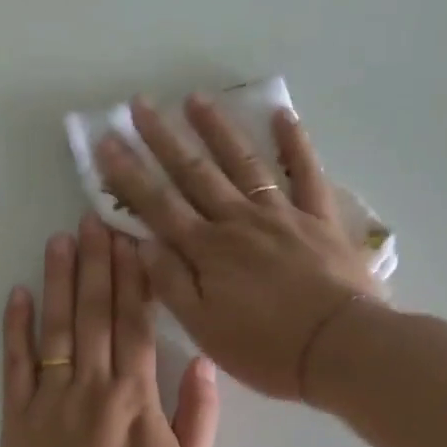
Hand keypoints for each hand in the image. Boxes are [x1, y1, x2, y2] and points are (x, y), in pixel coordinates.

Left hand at [1, 214, 219, 446]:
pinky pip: (15, 365)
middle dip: (96, 263)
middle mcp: (91, 387)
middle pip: (94, 314)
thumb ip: (199, 414)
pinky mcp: (16, 420)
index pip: (135, 323)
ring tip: (60, 240)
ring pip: (55, 328)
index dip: (133, 278)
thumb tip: (201, 359)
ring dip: (59, 281)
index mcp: (136, 397)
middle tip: (93, 219)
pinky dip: (15, 327)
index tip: (130, 239)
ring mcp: (49, 401)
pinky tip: (18, 293)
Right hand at [95, 95, 381, 400]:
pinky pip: (306, 172)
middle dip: (164, 138)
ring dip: (217, 129)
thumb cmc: (267, 348)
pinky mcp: (320, 218)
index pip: (159, 204)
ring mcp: (282, 214)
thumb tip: (142, 243)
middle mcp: (239, 221)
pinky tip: (281, 114)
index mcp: (208, 250)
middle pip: (195, 173)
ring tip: (195, 98)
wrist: (340, 348)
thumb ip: (171, 284)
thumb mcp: (204, 328)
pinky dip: (294, 142)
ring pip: (243, 162)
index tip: (106, 141)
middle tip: (140, 105)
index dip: (129, 174)